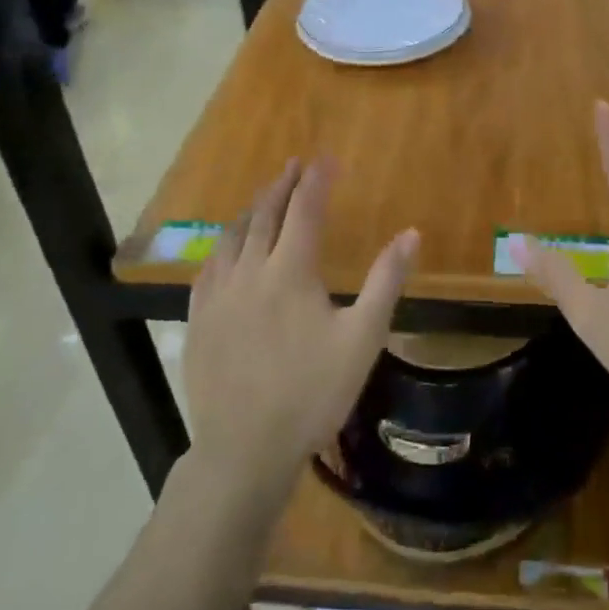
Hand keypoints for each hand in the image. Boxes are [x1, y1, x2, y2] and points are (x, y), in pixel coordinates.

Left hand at [185, 159, 417, 502]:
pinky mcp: (197, 319)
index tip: (327, 159)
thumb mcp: (362, 339)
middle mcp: (249, 271)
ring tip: (265, 196)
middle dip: (282, 186)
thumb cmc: (312, 393)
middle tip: (294, 165)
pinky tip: (227, 248)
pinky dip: (224, 244)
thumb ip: (386, 282)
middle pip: (265, 215)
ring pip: (232, 237)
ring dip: (252, 210)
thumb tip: (411, 234)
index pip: (304, 210)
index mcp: (290, 271)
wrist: (244, 450)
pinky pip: (209, 266)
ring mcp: (217, 295)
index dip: (316, 180)